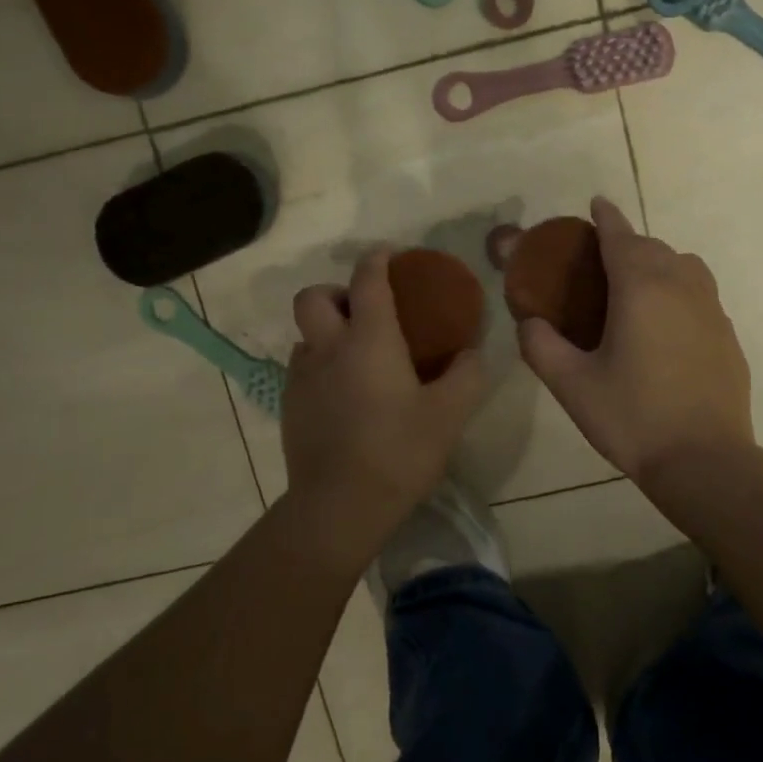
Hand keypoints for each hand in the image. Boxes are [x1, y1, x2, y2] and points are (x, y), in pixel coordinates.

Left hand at [281, 248, 485, 544]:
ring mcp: (301, 378)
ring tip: (357, 359)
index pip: (367, 279)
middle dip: (336, 292)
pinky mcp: (289, 407)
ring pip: (305, 335)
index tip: (390, 255)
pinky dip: (321, 367)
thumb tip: (472, 352)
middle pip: (313, 297)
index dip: (378, 259)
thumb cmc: (399, 452)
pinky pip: (302, 369)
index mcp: (369, 340)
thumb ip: (467, 375)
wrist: (339, 507)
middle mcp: (328, 349)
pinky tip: (345, 397)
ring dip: (327, 333)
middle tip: (364, 312)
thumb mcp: (450, 414)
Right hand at [518, 198, 754, 480]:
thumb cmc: (633, 417)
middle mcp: (681, 287)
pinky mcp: (728, 336)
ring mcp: (712, 310)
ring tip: (638, 288)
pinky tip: (667, 326)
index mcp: (641, 288)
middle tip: (603, 261)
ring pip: (685, 267)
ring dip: (660, 263)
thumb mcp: (572, 385)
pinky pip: (702, 295)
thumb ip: (541, 346)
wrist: (704, 460)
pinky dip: (681, 292)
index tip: (597, 202)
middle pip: (654, 248)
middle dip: (628, 244)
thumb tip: (529, 323)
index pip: (621, 237)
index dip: (607, 217)